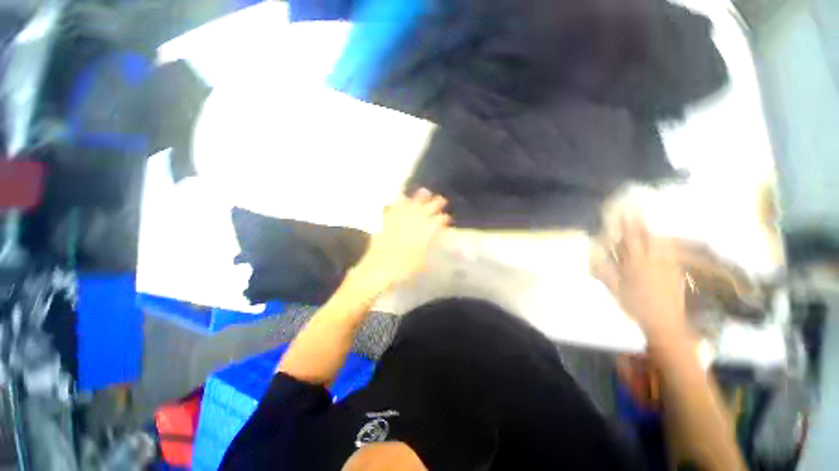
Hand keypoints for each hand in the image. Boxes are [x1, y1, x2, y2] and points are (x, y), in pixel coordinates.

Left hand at [350, 188, 450, 294]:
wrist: (379, 269)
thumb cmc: (403, 269)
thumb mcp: (420, 261)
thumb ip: (426, 247)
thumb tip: (431, 238)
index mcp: (422, 233)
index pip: (436, 222)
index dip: (443, 219)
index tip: (447, 217)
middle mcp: (412, 224)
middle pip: (426, 210)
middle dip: (435, 204)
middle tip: (441, 199)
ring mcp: (398, 221)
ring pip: (410, 205)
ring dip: (418, 198)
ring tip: (424, 192)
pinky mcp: (386, 222)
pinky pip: (392, 208)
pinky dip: (397, 203)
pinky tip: (401, 198)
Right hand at [593, 216, 687, 343]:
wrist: (666, 323)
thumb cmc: (636, 306)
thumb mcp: (615, 291)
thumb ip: (604, 273)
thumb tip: (593, 258)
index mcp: (636, 264)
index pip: (631, 239)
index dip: (627, 223)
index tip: (625, 210)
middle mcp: (654, 260)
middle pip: (649, 236)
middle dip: (642, 223)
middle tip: (638, 212)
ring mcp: (668, 265)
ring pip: (662, 242)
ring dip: (654, 232)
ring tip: (648, 229)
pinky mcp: (677, 272)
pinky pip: (670, 253)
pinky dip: (664, 246)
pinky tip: (661, 248)